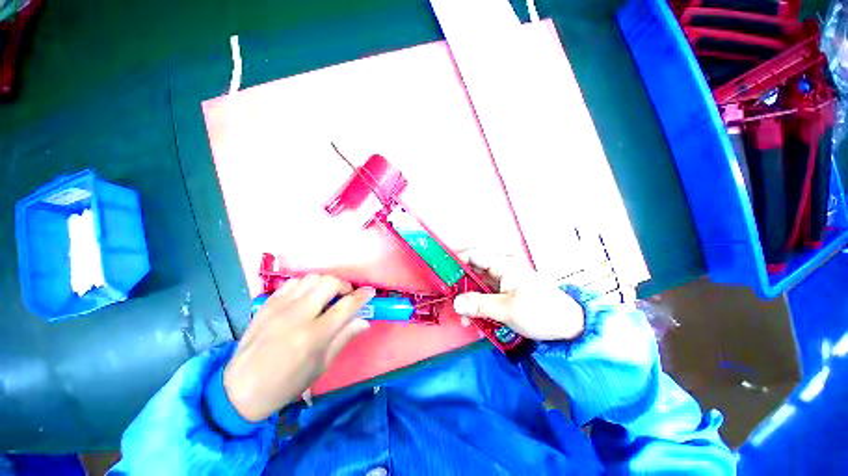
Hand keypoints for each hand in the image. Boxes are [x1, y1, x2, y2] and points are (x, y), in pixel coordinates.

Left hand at [223, 275, 374, 421]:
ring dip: (325, 283)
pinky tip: (306, 297)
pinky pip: (292, 283)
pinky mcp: (267, 304)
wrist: (240, 390)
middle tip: (346, 295)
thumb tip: (364, 321)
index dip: (362, 296)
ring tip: (327, 295)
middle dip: (344, 285)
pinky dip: (305, 285)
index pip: (347, 305)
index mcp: (314, 335)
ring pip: (312, 278)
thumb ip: (344, 338)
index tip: (370, 292)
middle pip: (330, 283)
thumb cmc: (286, 384)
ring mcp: (280, 307)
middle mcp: (298, 315)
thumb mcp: (321, 366)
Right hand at [453, 250, 584, 340]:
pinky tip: (479, 325)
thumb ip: (479, 305)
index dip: (457, 259)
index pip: (475, 255)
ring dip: (470, 302)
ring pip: (479, 287)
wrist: (571, 328)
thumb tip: (456, 303)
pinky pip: (487, 297)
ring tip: (466, 321)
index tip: (442, 271)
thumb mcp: (507, 310)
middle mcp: (502, 270)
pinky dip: (480, 308)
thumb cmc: (541, 313)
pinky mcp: (507, 295)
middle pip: (474, 272)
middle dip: (461, 287)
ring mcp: (504, 283)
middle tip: (451, 301)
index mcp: (504, 265)